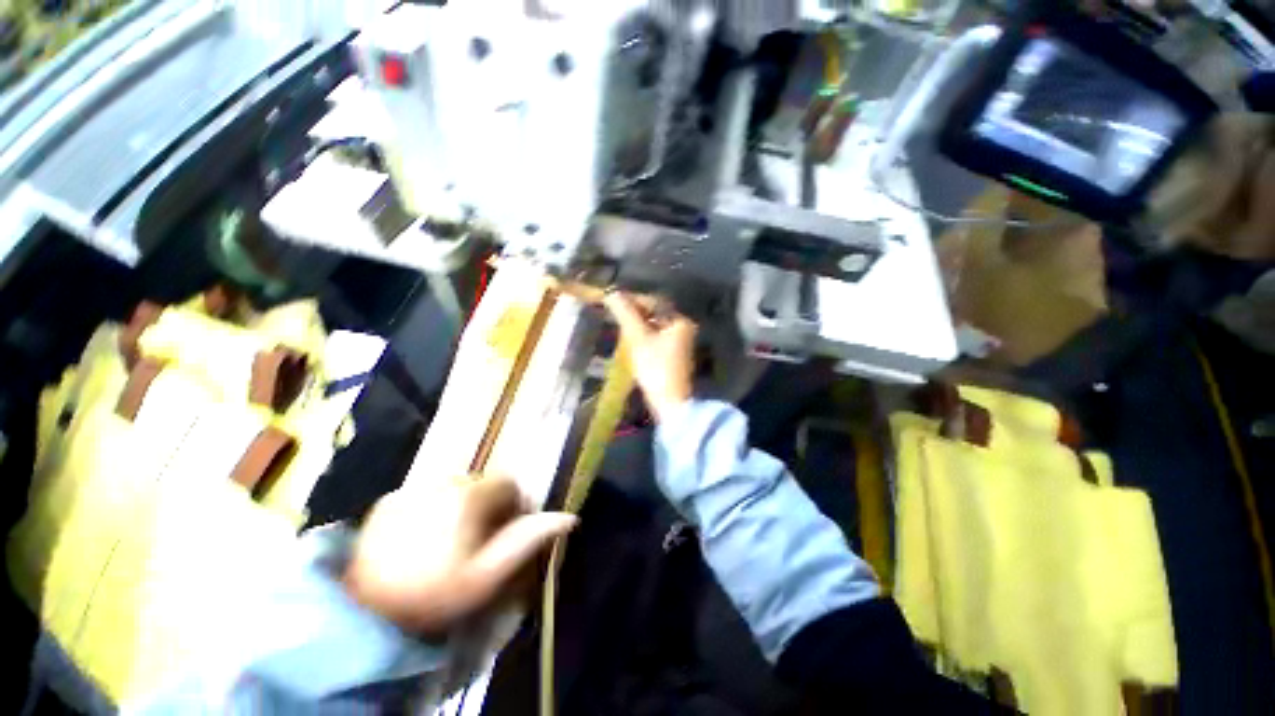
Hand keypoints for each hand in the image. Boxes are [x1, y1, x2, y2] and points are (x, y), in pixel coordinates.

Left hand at [343, 477, 576, 639]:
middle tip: (476, 542)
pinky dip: (432, 507)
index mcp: (469, 495)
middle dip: (487, 506)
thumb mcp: (489, 575)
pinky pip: (424, 494)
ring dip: (461, 505)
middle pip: (481, 483)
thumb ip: (527, 540)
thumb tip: (569, 517)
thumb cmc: (435, 594)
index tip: (505, 532)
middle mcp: (441, 481)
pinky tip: (422, 537)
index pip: (507, 483)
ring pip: (453, 487)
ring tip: (448, 539)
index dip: (513, 506)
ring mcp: (411, 487)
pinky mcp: (388, 499)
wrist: (365, 613)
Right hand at [604, 291, 696, 421]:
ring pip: (654, 326)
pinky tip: (631, 341)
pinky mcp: (673, 355)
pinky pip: (656, 338)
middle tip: (614, 313)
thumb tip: (612, 293)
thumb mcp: (638, 338)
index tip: (613, 299)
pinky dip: (643, 336)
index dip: (633, 299)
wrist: (669, 402)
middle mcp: (683, 329)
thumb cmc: (655, 367)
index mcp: (680, 321)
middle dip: (634, 312)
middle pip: (655, 314)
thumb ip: (626, 314)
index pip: (655, 302)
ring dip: (637, 324)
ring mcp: (680, 343)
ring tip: (618, 325)